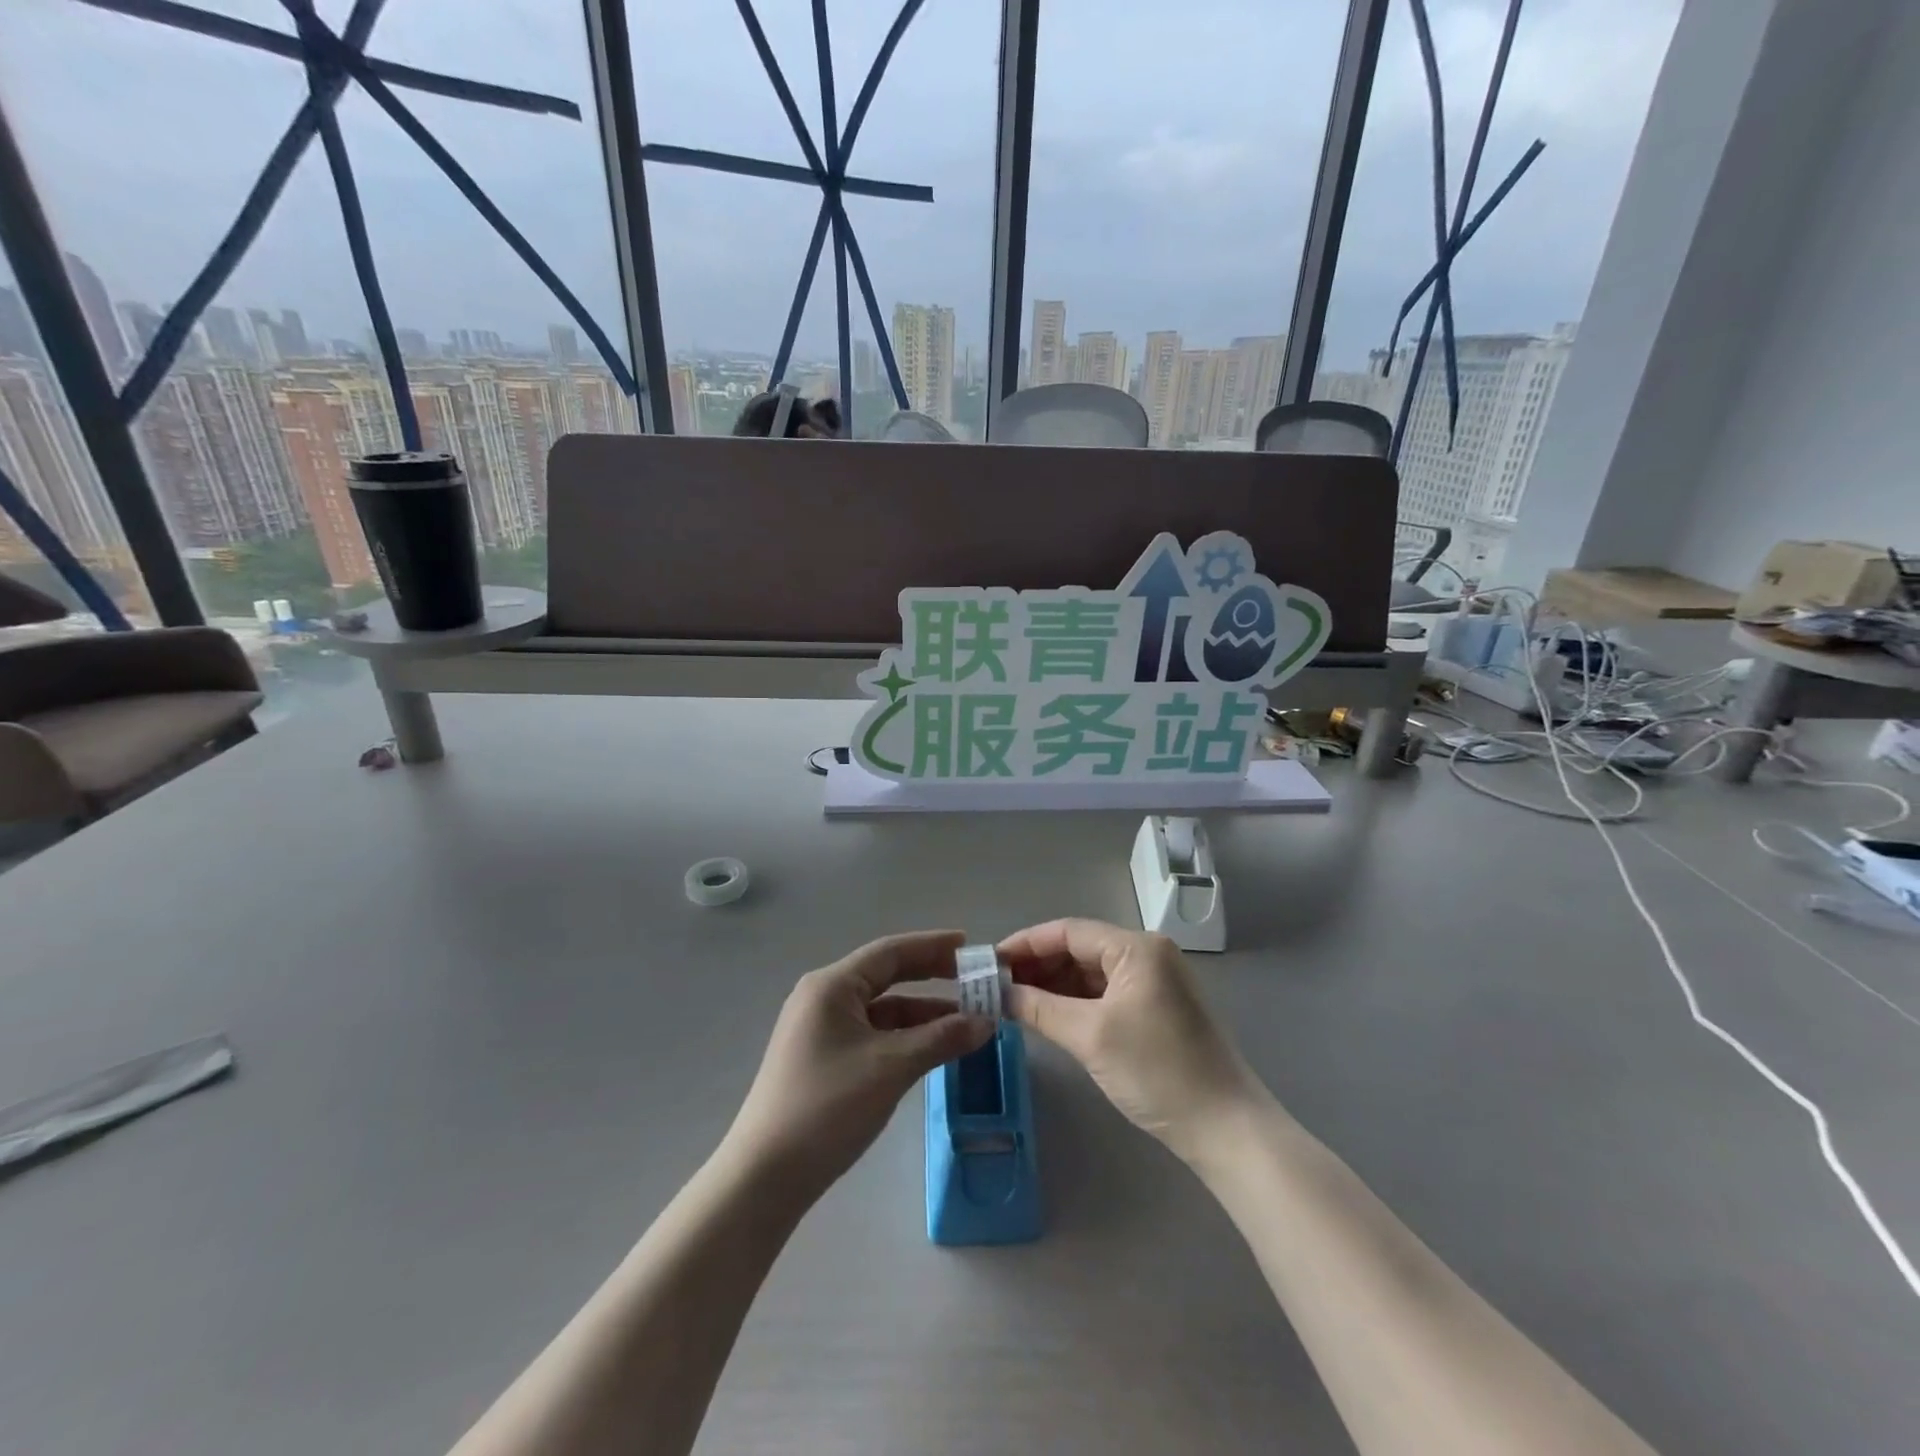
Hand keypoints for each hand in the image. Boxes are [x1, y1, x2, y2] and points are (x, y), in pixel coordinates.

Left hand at [724, 931, 993, 1198]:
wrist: (765, 1177)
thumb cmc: (828, 1107)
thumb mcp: (891, 1067)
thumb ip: (941, 1039)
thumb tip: (986, 1022)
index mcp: (832, 986)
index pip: (890, 951)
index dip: (932, 946)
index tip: (970, 946)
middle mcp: (824, 998)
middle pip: (886, 975)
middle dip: (931, 977)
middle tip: (973, 981)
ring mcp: (821, 1030)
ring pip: (882, 1009)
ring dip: (922, 1013)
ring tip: (967, 1021)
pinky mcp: (823, 1059)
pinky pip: (873, 1034)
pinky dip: (904, 1037)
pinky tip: (933, 1049)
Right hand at [1000, 919, 1259, 1161]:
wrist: (1225, 1128)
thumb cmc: (1157, 1071)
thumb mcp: (1090, 1036)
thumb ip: (1039, 1008)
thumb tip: (998, 993)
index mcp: (1136, 947)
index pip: (1068, 931)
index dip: (1025, 944)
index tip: (988, 962)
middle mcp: (1147, 954)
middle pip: (1079, 949)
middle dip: (1037, 966)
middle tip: (995, 986)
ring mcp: (1154, 982)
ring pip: (1090, 973)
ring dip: (1053, 985)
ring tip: (1013, 1001)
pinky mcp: (1156, 1009)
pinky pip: (1105, 994)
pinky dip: (1075, 1003)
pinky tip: (1047, 1015)